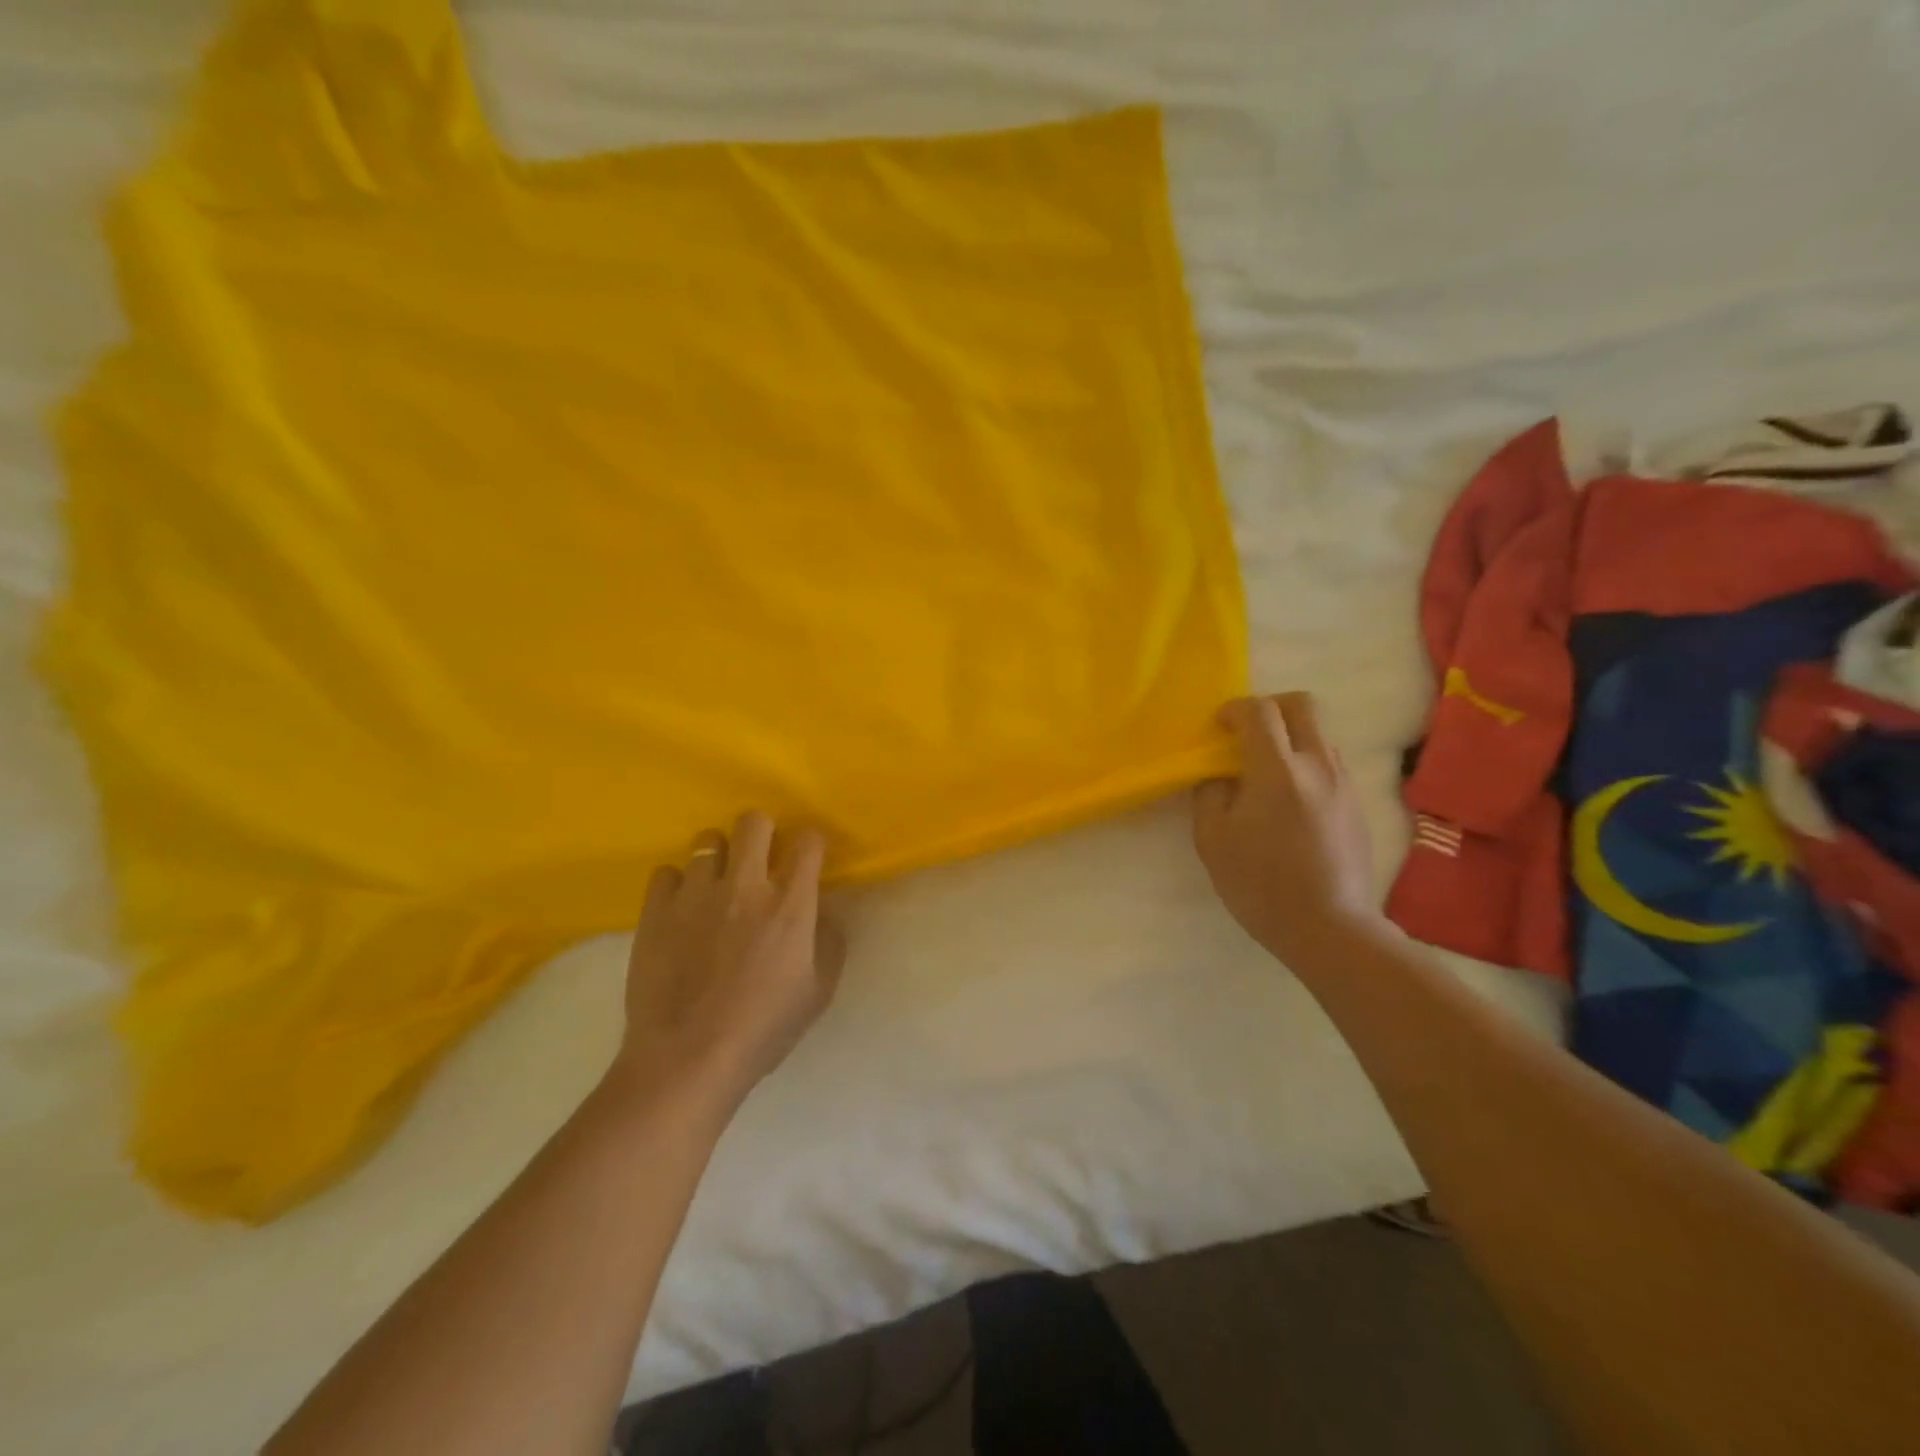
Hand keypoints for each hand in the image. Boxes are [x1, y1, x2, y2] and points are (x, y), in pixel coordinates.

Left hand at [611, 812, 844, 1105]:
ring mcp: (696, 894)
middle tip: (760, 859)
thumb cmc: (762, 1030)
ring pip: (707, 840)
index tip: (807, 858)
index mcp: (789, 904)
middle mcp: (745, 885)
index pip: (808, 841)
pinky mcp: (656, 910)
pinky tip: (682, 909)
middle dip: (763, 832)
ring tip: (716, 885)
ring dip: (718, 857)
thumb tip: (822, 911)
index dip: (811, 843)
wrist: (687, 1059)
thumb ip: (829, 942)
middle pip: (754, 821)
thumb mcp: (818, 992)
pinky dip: (678, 884)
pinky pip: (667, 872)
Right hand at [1192, 693, 1378, 963]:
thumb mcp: (1212, 840)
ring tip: (1266, 772)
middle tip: (1246, 733)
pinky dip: (1306, 763)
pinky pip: (1330, 763)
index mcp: (1277, 770)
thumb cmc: (1260, 884)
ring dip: (1290, 737)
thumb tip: (1219, 775)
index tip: (1218, 726)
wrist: (1329, 928)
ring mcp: (1344, 783)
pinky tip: (1290, 802)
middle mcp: (1317, 765)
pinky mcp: (1357, 804)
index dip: (1234, 709)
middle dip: (1269, 706)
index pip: (1259, 711)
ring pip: (1319, 734)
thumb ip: (1210, 795)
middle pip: (1301, 705)